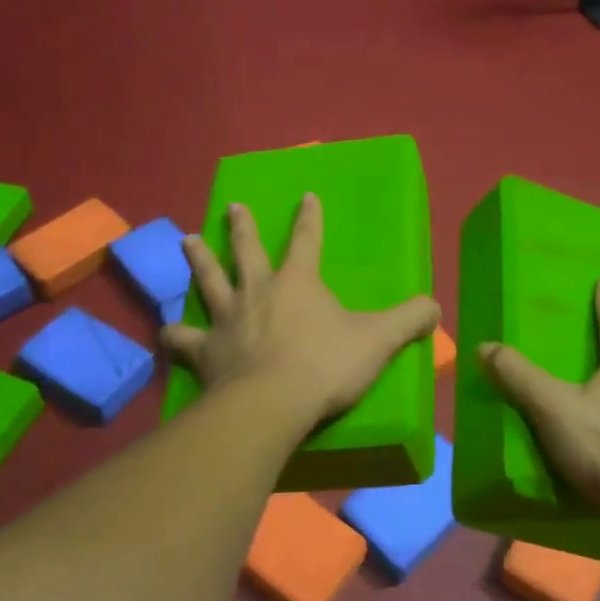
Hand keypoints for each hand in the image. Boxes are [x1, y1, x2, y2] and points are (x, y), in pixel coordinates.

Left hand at [162, 194, 440, 422]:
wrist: (271, 404)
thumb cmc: (325, 366)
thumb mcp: (378, 341)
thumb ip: (409, 321)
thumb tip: (436, 306)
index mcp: (298, 282)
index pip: (307, 239)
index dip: (309, 217)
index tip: (305, 196)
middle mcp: (258, 291)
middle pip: (246, 250)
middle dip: (241, 227)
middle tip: (232, 206)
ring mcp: (227, 319)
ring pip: (208, 281)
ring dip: (199, 260)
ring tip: (186, 240)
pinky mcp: (205, 351)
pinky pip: (183, 339)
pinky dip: (173, 335)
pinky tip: (164, 332)